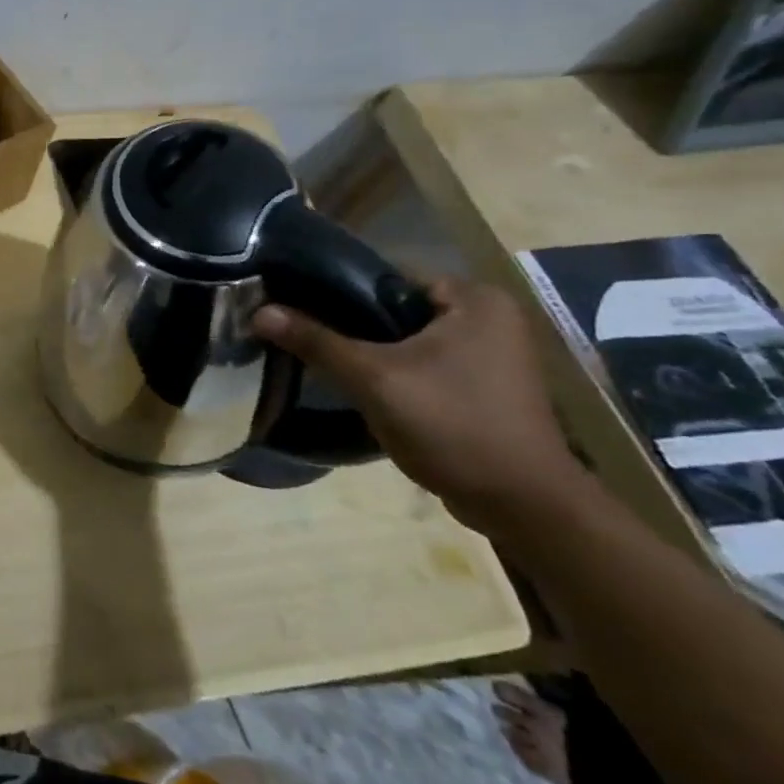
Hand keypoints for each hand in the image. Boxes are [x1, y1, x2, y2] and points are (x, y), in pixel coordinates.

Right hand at [253, 277, 586, 535]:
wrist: (524, 507)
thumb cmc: (453, 426)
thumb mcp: (373, 379)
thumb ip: (316, 341)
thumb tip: (258, 312)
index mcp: (474, 298)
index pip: (386, 276)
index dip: (337, 291)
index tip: (297, 307)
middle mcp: (489, 317)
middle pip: (394, 308)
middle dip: (352, 325)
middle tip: (306, 338)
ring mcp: (492, 354)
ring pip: (407, 339)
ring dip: (371, 352)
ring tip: (325, 362)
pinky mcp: (485, 387)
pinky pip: (424, 364)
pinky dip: (395, 372)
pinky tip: (363, 388)